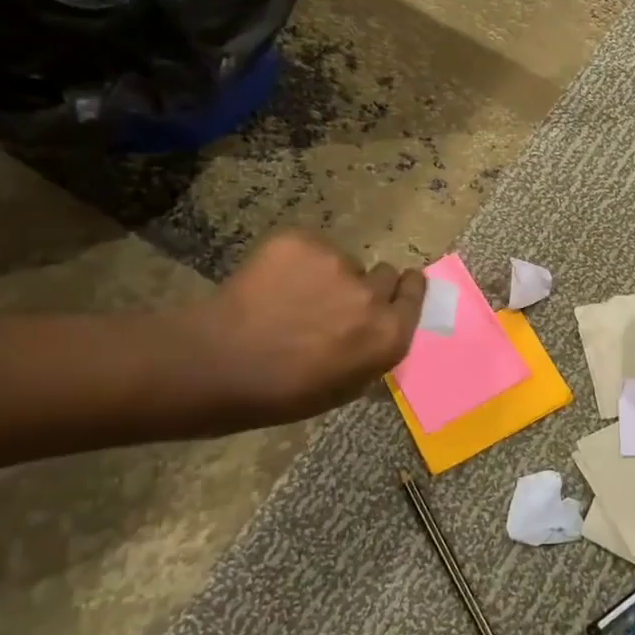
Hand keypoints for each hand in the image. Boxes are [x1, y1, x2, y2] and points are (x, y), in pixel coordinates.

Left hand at [180, 231, 423, 429]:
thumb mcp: (345, 387)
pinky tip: (272, 285)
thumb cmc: (282, 393)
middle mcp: (371, 294)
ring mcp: (336, 263)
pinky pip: (311, 247)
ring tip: (292, 298)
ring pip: (343, 262)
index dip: (405, 290)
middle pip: (384, 274)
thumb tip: (380, 329)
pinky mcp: (302, 242)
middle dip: (366, 286)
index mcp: (388, 334)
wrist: (218, 363)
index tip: (396, 289)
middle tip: (335, 302)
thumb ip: (374, 351)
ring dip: (328, 276)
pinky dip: (296, 262)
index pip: (416, 292)